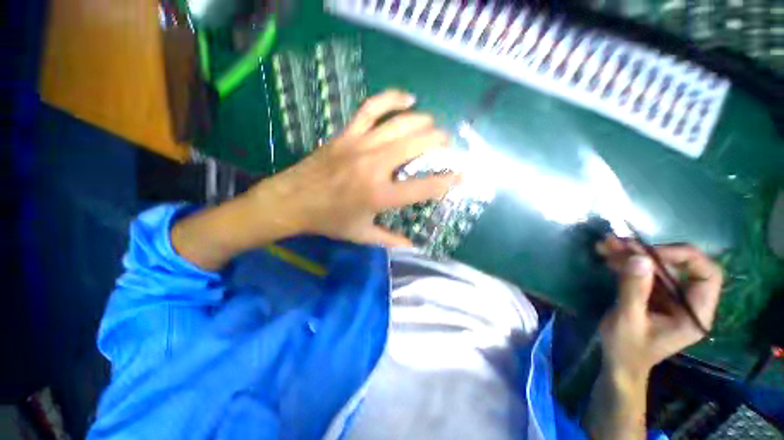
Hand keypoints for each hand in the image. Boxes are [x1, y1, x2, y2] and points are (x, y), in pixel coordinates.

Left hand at [248, 89, 458, 246]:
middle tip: (447, 146)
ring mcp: (360, 145)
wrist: (292, 200)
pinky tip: (407, 98)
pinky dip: (391, 98)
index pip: (424, 186)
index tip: (464, 175)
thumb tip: (412, 245)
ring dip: (424, 122)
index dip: (448, 180)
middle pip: (417, 145)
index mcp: (379, 195)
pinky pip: (371, 108)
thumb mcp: (361, 235)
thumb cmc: (329, 220)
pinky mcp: (346, 134)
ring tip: (434, 125)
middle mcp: (374, 166)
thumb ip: (390, 240)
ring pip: (400, 124)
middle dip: (439, 143)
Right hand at [596, 238, 723, 380]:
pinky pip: (644, 273)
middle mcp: (688, 302)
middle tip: (619, 244)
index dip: (683, 257)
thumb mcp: (628, 320)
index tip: (650, 254)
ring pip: (658, 267)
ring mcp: (671, 298)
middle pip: (678, 267)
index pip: (707, 274)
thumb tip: (640, 258)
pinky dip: (626, 263)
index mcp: (695, 313)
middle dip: (647, 253)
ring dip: (631, 255)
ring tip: (606, 244)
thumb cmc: (627, 348)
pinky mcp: (655, 296)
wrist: (618, 363)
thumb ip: (634, 290)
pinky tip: (607, 255)